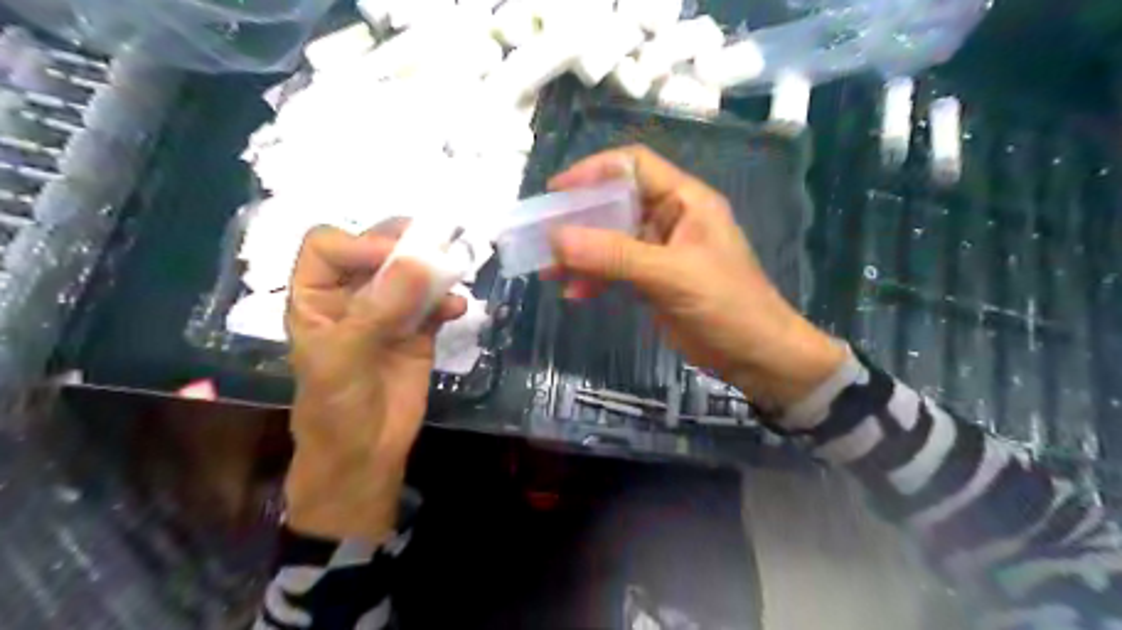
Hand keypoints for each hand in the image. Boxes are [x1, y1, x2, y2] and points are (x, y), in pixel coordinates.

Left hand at [288, 221, 468, 540]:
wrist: (366, 452)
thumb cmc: (336, 407)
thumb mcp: (345, 358)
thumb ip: (379, 310)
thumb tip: (419, 262)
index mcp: (316, 297)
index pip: (328, 247)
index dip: (360, 242)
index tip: (395, 257)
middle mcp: (351, 297)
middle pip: (374, 251)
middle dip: (403, 244)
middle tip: (435, 243)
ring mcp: (388, 313)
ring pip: (409, 274)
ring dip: (432, 269)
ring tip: (453, 271)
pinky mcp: (417, 331)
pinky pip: (434, 304)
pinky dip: (448, 301)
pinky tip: (458, 310)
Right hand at [543, 146, 841, 413]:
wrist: (756, 356)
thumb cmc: (726, 305)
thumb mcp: (671, 275)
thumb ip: (615, 255)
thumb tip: (557, 238)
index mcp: (685, 201)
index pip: (634, 166)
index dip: (594, 172)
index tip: (557, 193)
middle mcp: (671, 218)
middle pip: (616, 204)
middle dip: (580, 220)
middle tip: (544, 236)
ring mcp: (661, 251)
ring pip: (612, 240)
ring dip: (582, 253)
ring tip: (550, 270)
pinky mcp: (654, 280)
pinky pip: (616, 269)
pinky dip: (595, 278)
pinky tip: (575, 294)